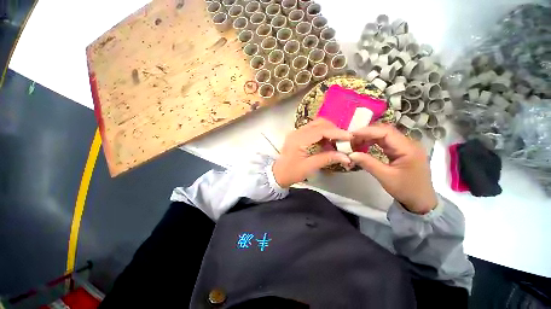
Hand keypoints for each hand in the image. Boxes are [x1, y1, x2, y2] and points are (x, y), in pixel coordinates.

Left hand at [273, 118, 352, 187]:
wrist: (277, 174)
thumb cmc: (291, 172)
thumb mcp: (309, 167)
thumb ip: (327, 159)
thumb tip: (346, 157)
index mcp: (299, 140)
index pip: (321, 130)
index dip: (336, 132)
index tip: (349, 137)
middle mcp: (297, 132)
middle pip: (319, 123)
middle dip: (334, 129)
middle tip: (344, 140)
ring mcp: (296, 132)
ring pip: (316, 125)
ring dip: (328, 130)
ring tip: (337, 141)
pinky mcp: (297, 135)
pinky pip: (312, 130)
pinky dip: (322, 133)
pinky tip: (327, 142)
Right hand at [348, 124, 437, 213]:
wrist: (421, 201)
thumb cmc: (406, 189)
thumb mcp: (385, 177)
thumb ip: (368, 163)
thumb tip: (351, 154)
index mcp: (408, 148)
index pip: (386, 132)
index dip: (368, 131)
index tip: (352, 135)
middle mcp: (408, 143)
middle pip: (385, 131)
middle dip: (367, 133)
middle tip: (351, 139)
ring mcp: (405, 146)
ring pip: (384, 135)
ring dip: (369, 137)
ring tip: (355, 142)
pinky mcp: (401, 151)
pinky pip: (385, 142)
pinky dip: (373, 142)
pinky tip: (364, 145)